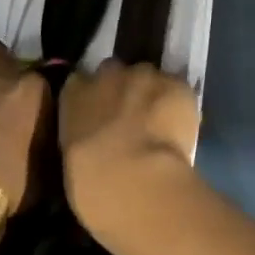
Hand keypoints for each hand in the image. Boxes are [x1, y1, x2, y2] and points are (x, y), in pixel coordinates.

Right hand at [59, 59, 201, 253]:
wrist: (133, 179)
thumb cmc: (91, 183)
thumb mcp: (73, 160)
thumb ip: (83, 138)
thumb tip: (96, 141)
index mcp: (74, 94)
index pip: (80, 81)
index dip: (94, 96)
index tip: (101, 113)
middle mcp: (108, 75)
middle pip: (116, 71)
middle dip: (123, 89)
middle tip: (132, 118)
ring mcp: (144, 76)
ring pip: (150, 78)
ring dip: (152, 94)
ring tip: (161, 123)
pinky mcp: (176, 85)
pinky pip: (178, 90)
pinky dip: (179, 105)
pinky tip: (181, 127)